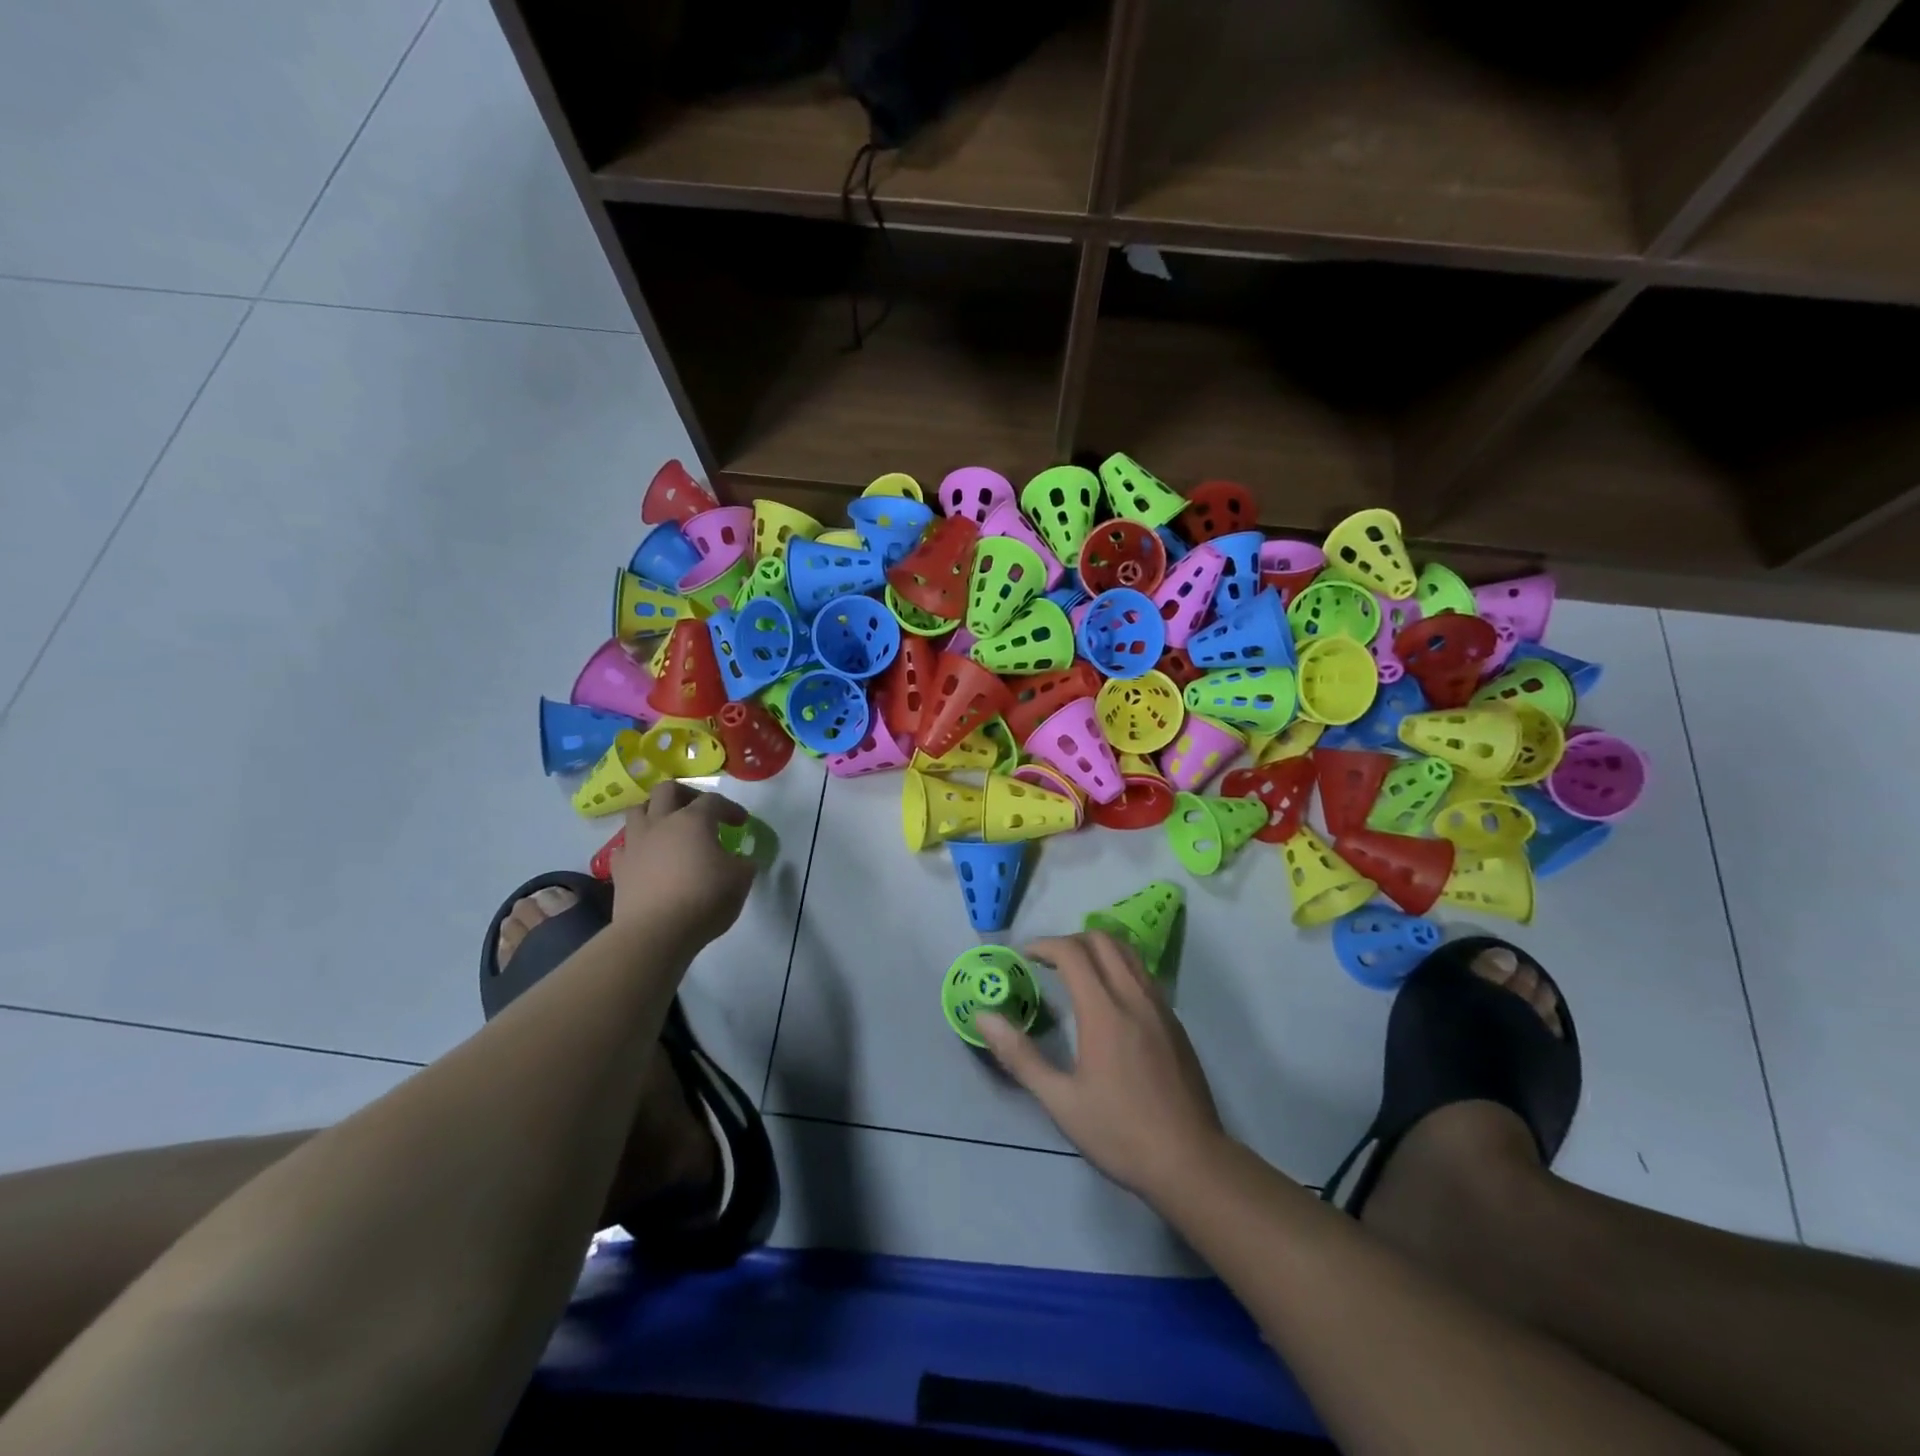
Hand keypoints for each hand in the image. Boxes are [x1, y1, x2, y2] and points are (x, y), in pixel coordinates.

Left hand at [609, 782, 756, 944]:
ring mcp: (635, 844)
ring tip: (669, 828)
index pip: (713, 800)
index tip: (741, 822)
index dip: (730, 808)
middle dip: (685, 794)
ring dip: (655, 813)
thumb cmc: (704, 899)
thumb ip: (744, 863)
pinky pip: (625, 846)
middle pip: (667, 790)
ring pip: (638, 811)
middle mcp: (660, 823)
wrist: (655, 933)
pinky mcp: (619, 868)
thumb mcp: (741, 879)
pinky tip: (648, 858)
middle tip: (700, 811)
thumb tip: (740, 860)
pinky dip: (638, 846)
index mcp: (693, 820)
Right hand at [978, 932, 1227, 1202]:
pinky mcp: (1175, 1022)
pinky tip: (1109, 999)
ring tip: (1076, 972)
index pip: (1072, 952)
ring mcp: (1160, 1007)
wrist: (1191, 1161)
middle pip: (1102, 940)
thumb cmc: (1119, 1133)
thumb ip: (1020, 1056)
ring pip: (1128, 952)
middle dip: (1070, 940)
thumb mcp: (1060, 1101)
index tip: (1025, 956)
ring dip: (1098, 948)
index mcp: (1104, 1011)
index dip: (1045, 945)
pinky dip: (1120, 967)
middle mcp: (1134, 997)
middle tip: (1048, 962)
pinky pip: (1144, 974)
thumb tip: (984, 1018)